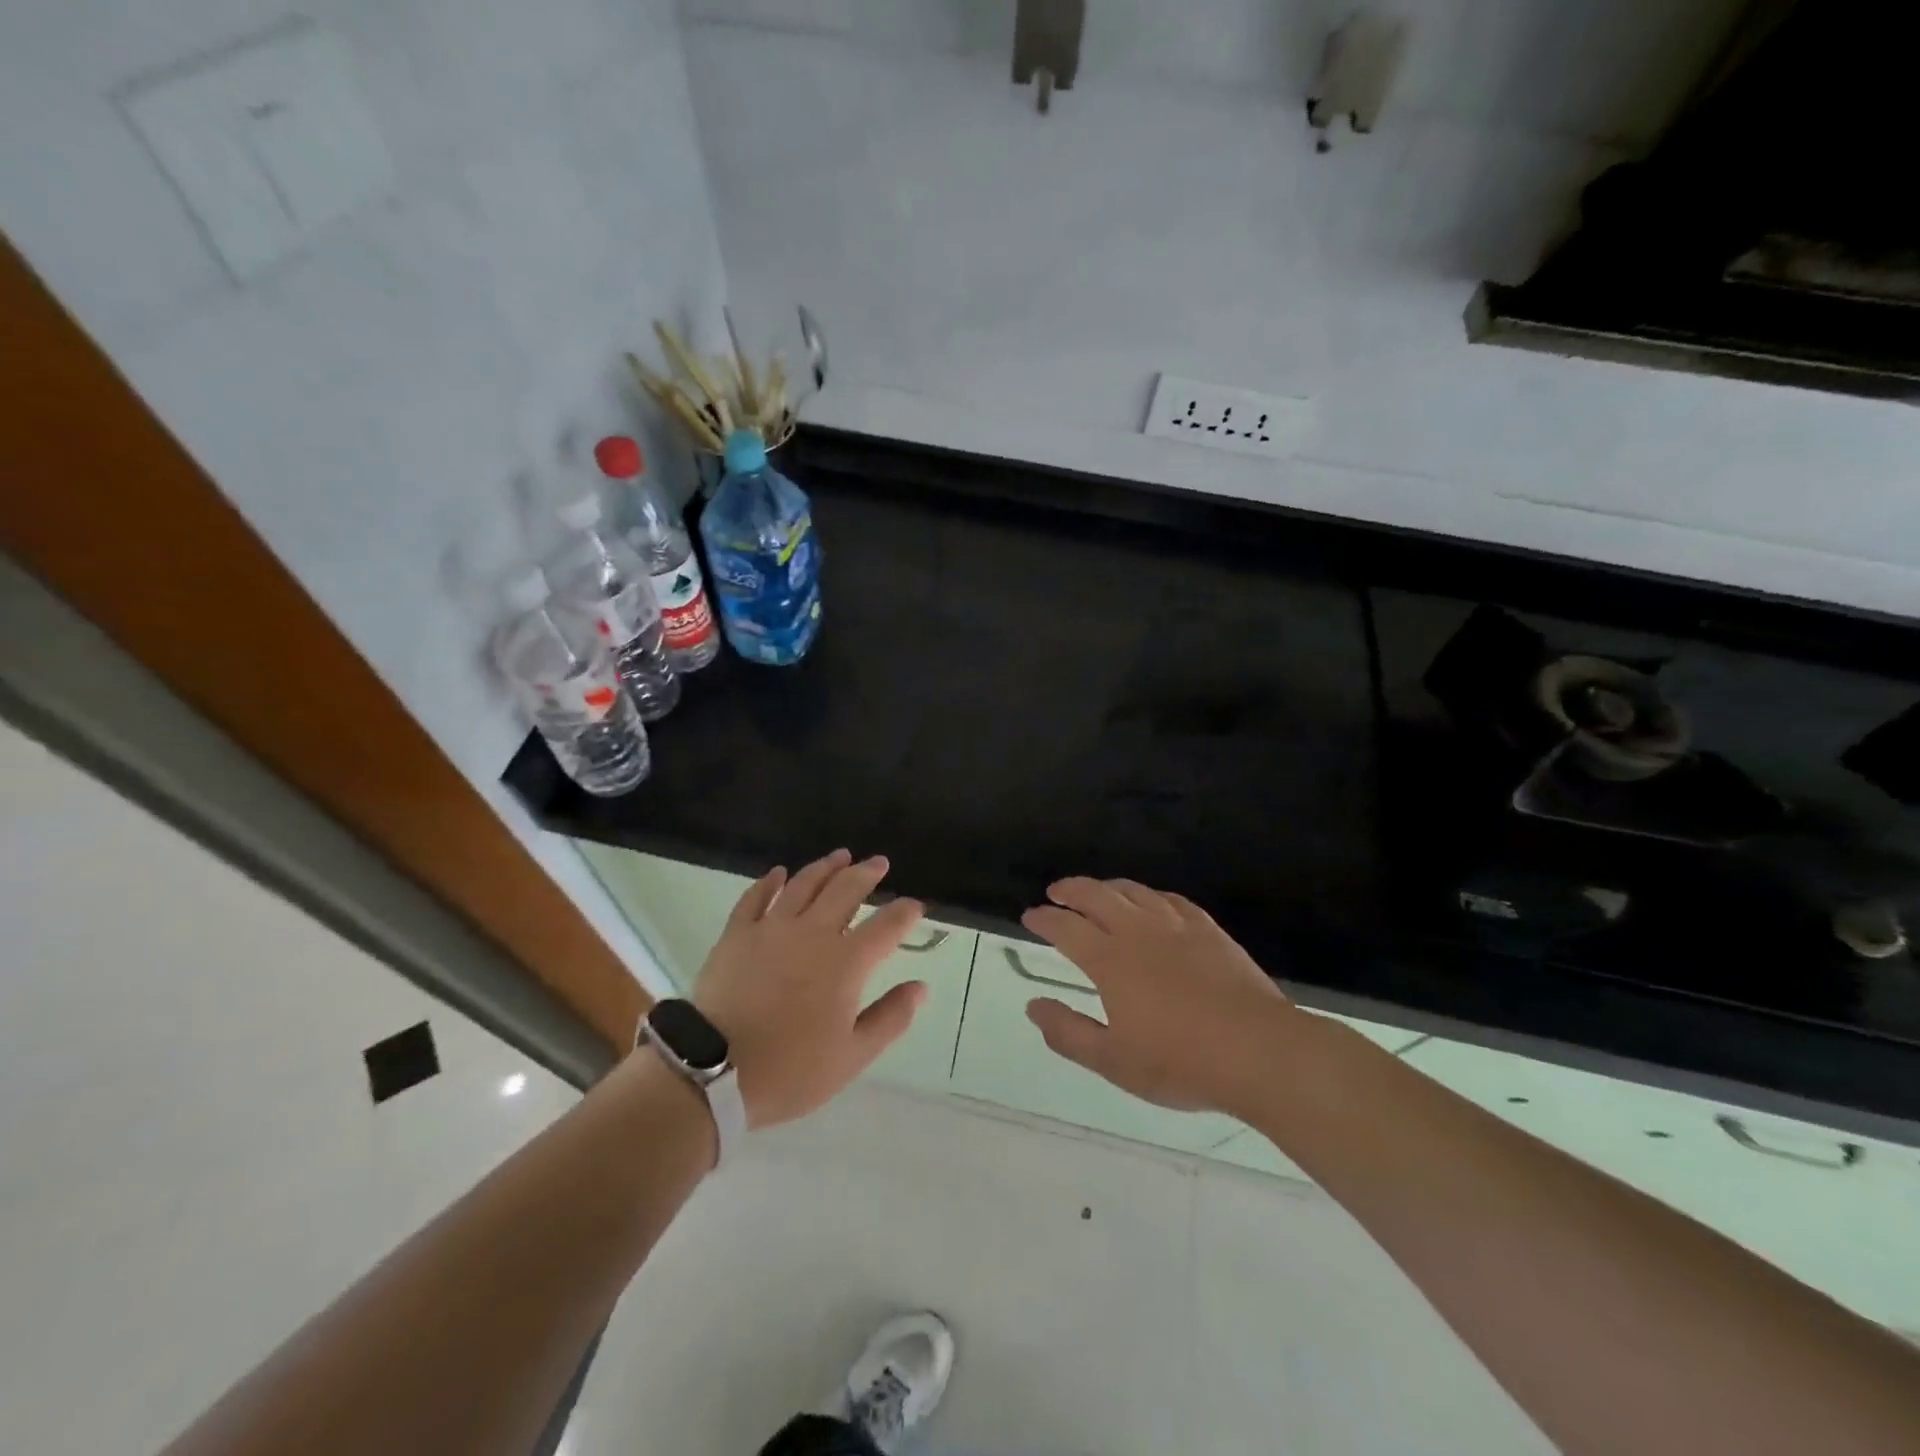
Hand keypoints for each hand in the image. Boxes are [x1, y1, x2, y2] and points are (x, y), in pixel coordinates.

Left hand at [690, 849, 928, 1128]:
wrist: (712, 1072)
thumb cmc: (790, 1070)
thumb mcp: (852, 1056)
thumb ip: (890, 1018)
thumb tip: (921, 987)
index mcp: (846, 962)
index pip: (886, 926)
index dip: (905, 912)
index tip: (915, 905)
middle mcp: (813, 933)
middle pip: (845, 890)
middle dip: (867, 874)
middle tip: (879, 862)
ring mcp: (771, 928)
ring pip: (804, 884)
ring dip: (826, 867)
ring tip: (840, 856)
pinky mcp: (737, 934)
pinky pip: (755, 897)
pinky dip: (770, 882)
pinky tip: (779, 873)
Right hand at [1022, 878, 1297, 1116]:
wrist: (1258, 1051)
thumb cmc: (1180, 1062)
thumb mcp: (1113, 1061)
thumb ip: (1068, 1032)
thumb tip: (1034, 1005)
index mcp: (1110, 961)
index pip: (1066, 927)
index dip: (1045, 918)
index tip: (1031, 916)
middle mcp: (1138, 932)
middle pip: (1097, 895)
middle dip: (1071, 889)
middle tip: (1056, 892)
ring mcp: (1177, 927)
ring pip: (1134, 891)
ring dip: (1108, 887)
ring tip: (1098, 891)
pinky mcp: (1209, 930)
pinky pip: (1173, 900)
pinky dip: (1152, 896)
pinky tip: (1153, 902)